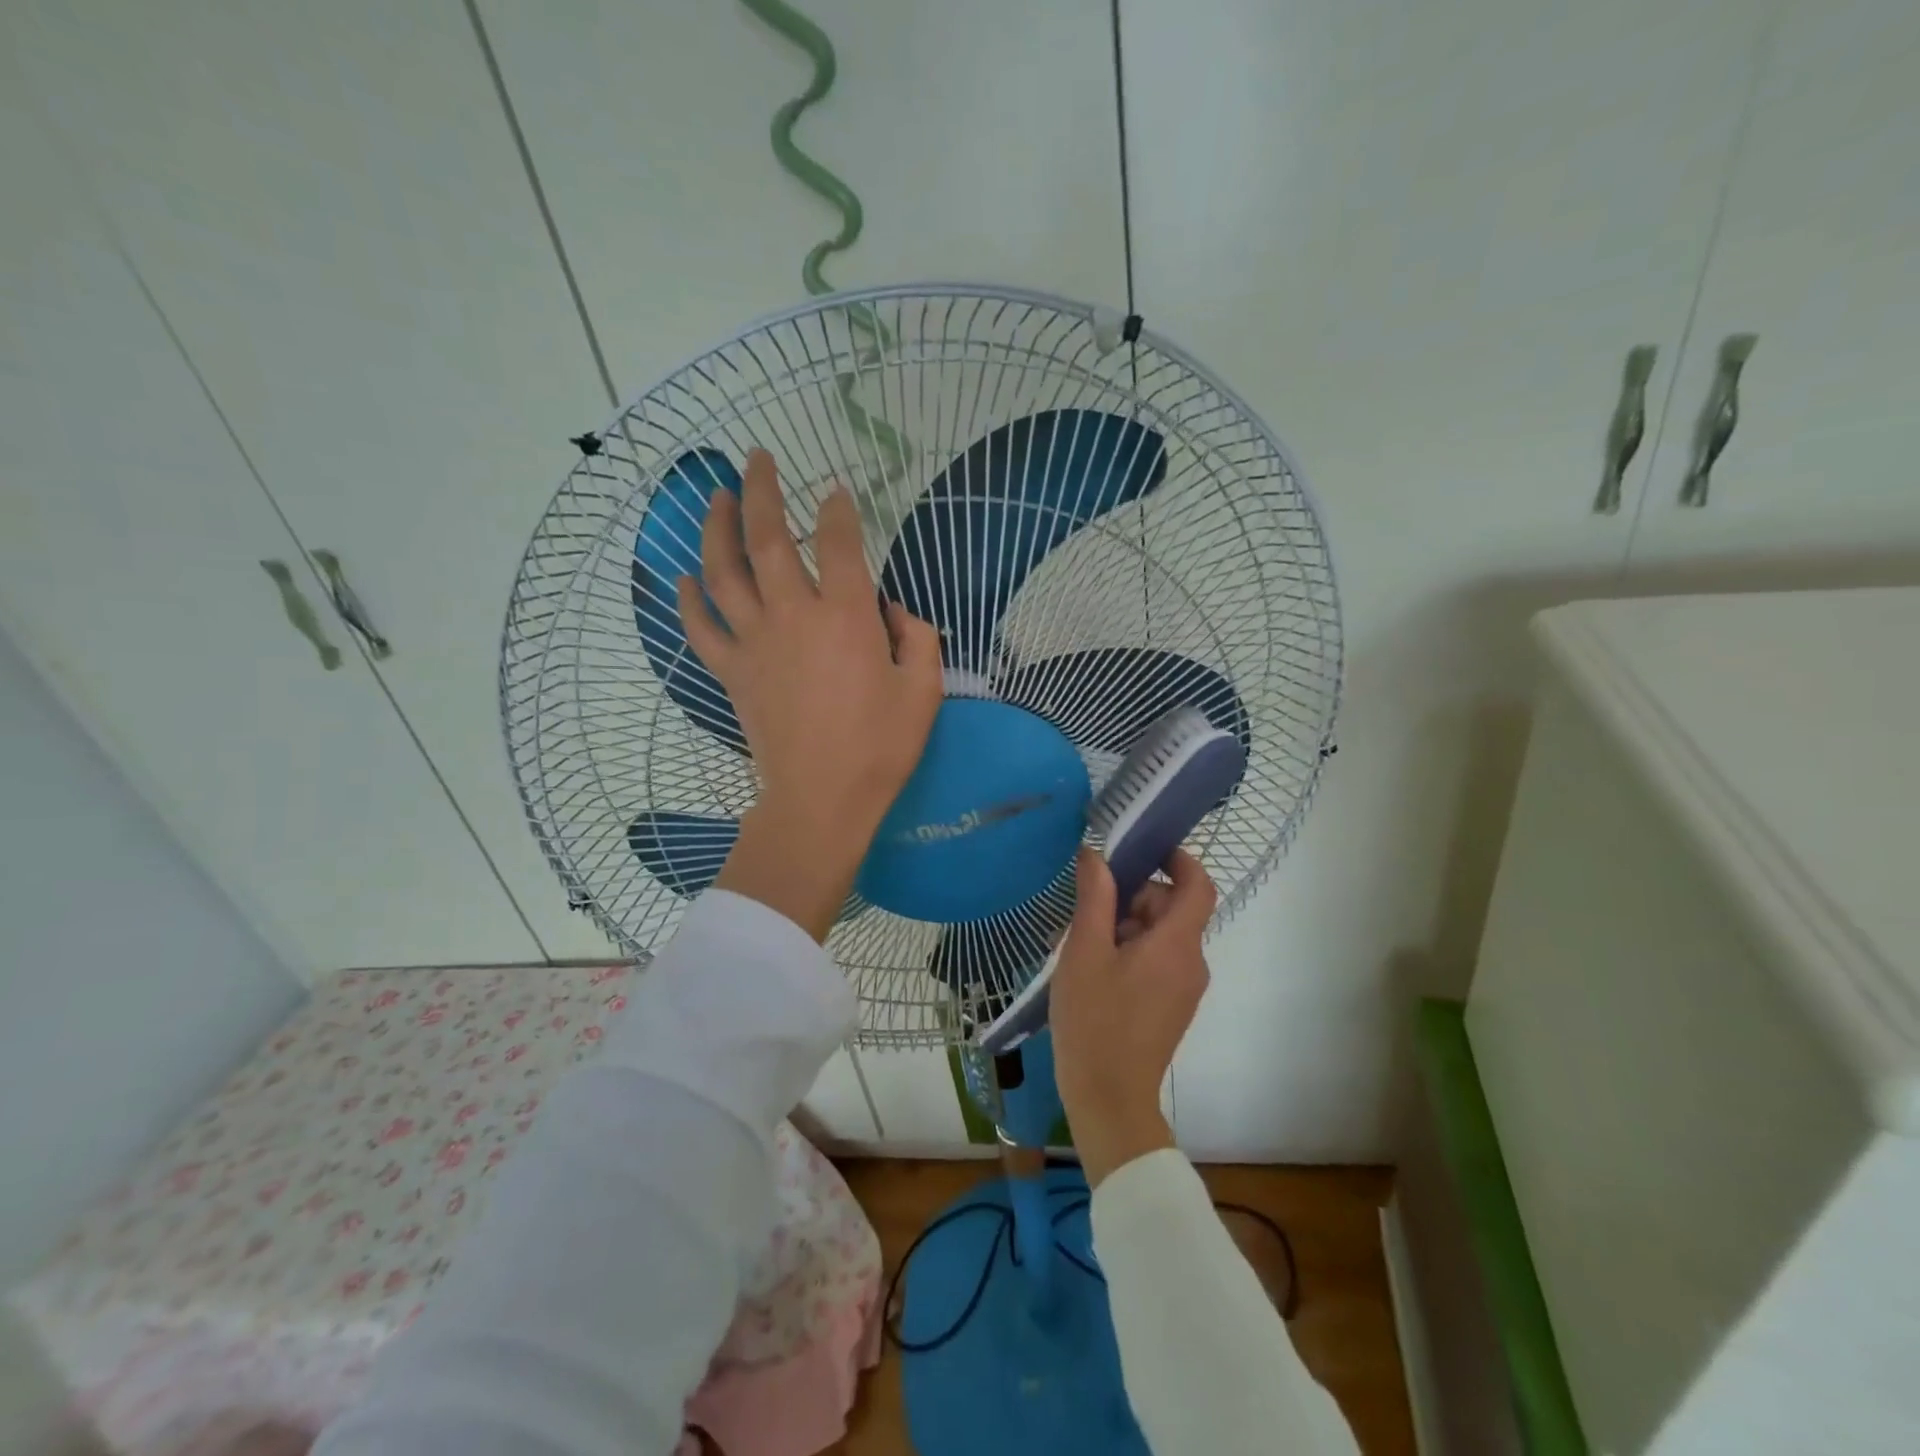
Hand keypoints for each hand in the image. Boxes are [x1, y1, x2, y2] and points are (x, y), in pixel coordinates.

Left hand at [682, 449, 942, 939]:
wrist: (821, 800)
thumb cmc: (880, 748)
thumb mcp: (924, 690)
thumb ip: (917, 637)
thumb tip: (892, 611)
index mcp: (846, 616)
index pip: (840, 542)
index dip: (839, 510)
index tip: (837, 492)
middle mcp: (793, 615)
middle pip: (768, 538)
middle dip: (761, 491)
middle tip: (755, 458)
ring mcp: (754, 642)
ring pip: (724, 570)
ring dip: (716, 527)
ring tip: (714, 496)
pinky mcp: (731, 671)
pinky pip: (701, 627)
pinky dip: (689, 600)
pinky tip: (684, 576)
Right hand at [1050, 846, 1215, 1184]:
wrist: (1108, 1100)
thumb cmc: (1094, 1020)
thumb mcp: (1084, 951)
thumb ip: (1094, 898)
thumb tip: (1097, 855)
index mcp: (1177, 944)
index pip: (1198, 885)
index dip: (1179, 858)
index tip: (1144, 847)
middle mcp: (1191, 963)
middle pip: (1170, 909)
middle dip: (1129, 900)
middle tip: (1083, 914)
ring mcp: (1183, 988)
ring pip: (1158, 936)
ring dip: (1121, 929)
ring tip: (1076, 948)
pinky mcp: (1170, 1007)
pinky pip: (1155, 962)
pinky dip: (1127, 953)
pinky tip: (1089, 972)